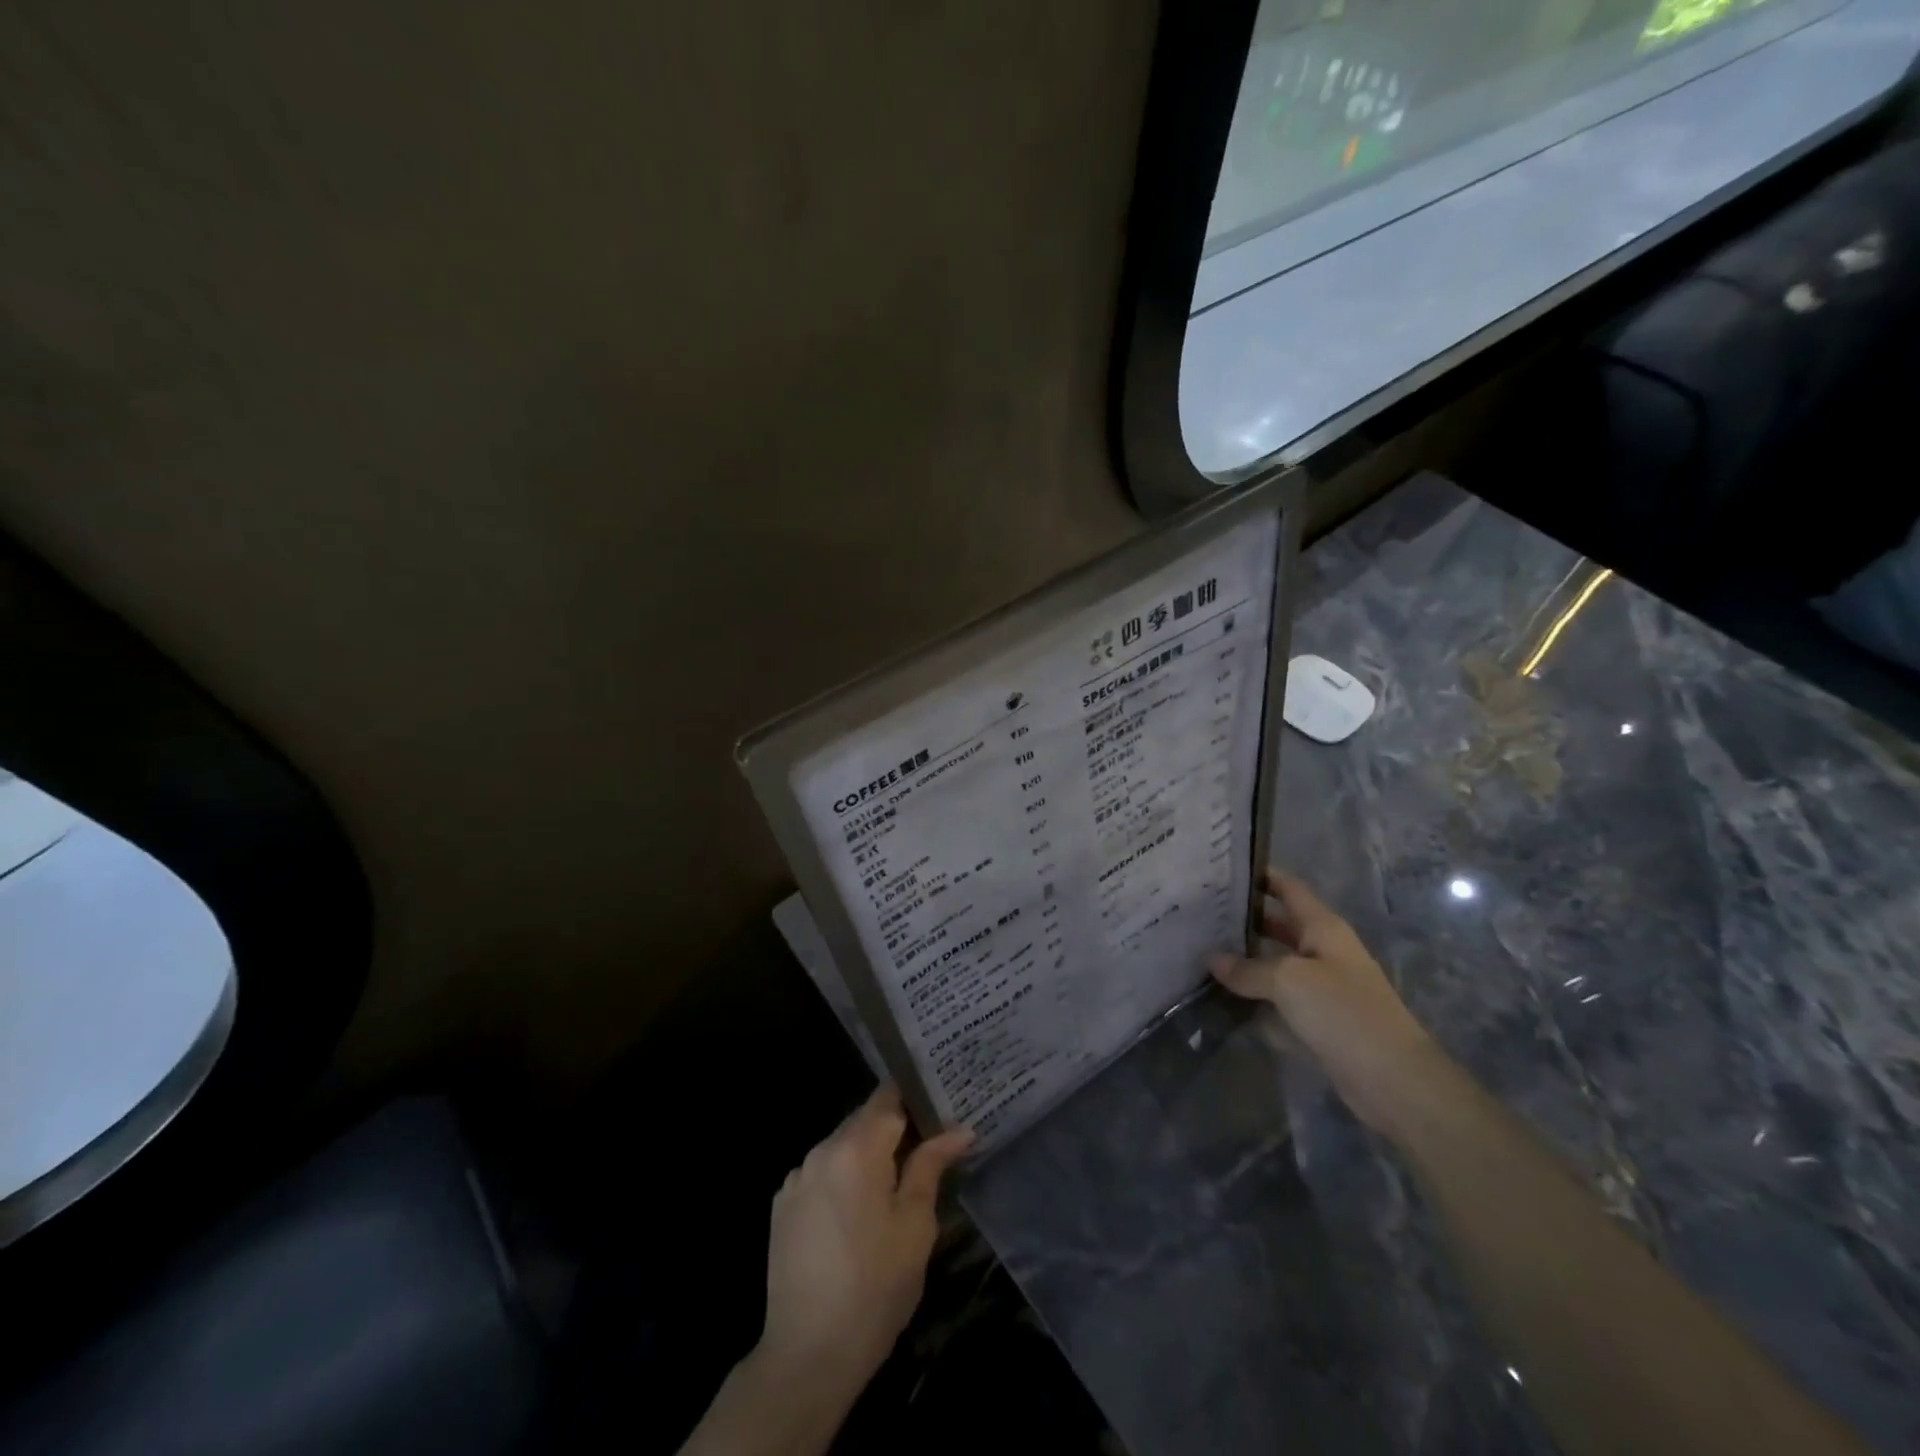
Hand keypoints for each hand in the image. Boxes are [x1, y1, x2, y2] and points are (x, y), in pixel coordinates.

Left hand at [757, 1085, 972, 1397]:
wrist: (807, 1355)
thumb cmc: (875, 1288)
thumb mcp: (915, 1226)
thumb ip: (931, 1166)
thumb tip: (958, 1130)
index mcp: (856, 1148)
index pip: (889, 1096)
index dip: (915, 1096)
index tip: (940, 1105)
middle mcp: (821, 1150)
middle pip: (864, 1119)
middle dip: (895, 1128)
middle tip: (928, 1146)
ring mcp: (797, 1177)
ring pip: (842, 1146)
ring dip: (867, 1155)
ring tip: (895, 1182)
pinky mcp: (782, 1205)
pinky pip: (821, 1173)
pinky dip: (842, 1178)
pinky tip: (856, 1213)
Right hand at [1210, 868, 1438, 1133]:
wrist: (1393, 1079)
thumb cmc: (1344, 1013)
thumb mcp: (1290, 981)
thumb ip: (1249, 969)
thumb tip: (1213, 960)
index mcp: (1324, 928)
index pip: (1289, 888)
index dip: (1260, 875)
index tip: (1223, 867)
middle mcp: (1323, 950)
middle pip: (1279, 923)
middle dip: (1245, 916)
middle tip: (1201, 910)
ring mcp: (1322, 985)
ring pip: (1276, 960)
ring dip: (1246, 956)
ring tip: (1203, 946)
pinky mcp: (1318, 1018)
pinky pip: (1279, 995)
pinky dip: (1255, 991)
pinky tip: (1224, 991)